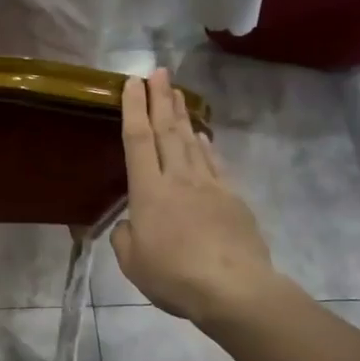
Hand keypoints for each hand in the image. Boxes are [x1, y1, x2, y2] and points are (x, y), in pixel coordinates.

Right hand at [112, 68, 284, 324]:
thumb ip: (125, 237)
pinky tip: (204, 138)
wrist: (233, 288)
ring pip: (192, 142)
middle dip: (160, 99)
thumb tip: (131, 223)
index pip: (138, 140)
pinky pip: (215, 163)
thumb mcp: (132, 263)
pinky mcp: (232, 198)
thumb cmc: (174, 276)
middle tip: (158, 72)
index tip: (132, 83)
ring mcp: (209, 186)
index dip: (133, 109)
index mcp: (148, 192)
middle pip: (167, 131)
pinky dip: (207, 147)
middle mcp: (178, 179)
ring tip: (177, 94)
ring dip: (183, 115)